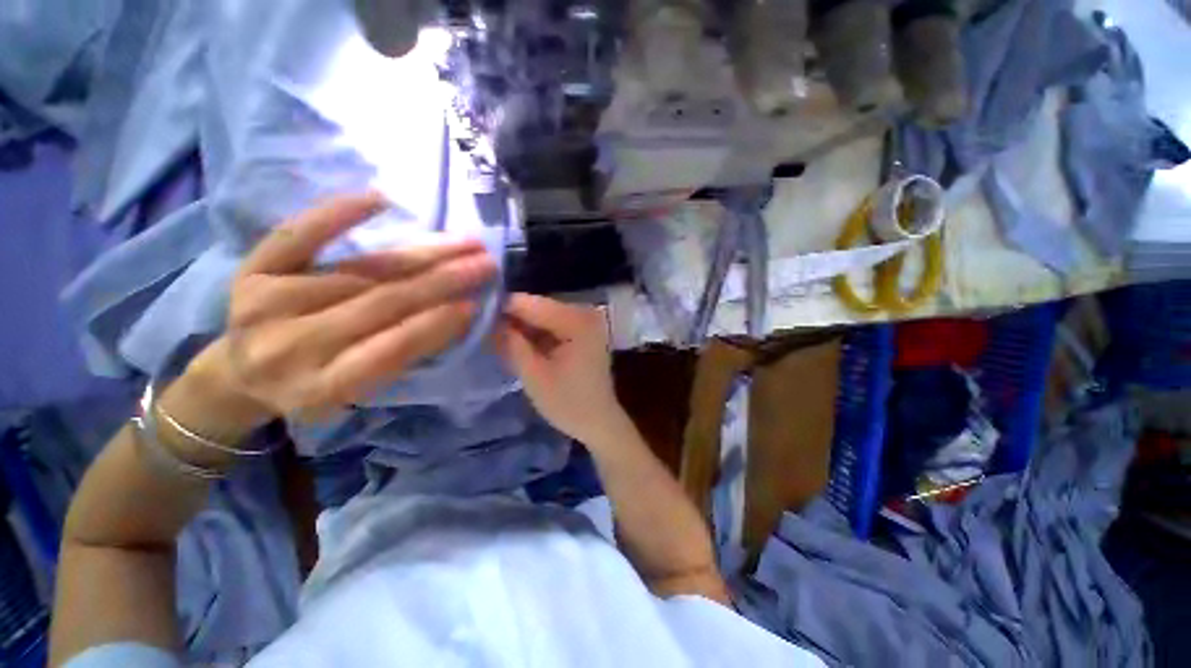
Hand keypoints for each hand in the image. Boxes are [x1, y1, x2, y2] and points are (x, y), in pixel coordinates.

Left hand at [187, 192, 495, 421]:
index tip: (476, 303)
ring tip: (463, 243)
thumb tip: (456, 313)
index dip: (437, 324)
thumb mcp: (358, 392)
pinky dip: (338, 214)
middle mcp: (291, 345)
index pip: (391, 349)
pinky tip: (380, 199)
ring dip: (420, 253)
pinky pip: (298, 234)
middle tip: (485, 263)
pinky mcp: (252, 269)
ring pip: (360, 270)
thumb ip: (401, 357)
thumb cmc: (312, 386)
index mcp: (320, 386)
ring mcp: (267, 302)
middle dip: (442, 280)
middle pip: (381, 302)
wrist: (239, 374)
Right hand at [492, 294, 629, 445]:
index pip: (532, 304)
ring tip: (500, 340)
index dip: (503, 308)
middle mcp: (585, 313)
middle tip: (486, 332)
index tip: (476, 316)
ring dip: (524, 328)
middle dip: (513, 319)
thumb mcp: (533, 375)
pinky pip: (553, 325)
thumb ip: (512, 344)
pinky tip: (521, 346)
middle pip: (539, 308)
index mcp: (577, 321)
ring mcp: (587, 322)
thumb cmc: (568, 403)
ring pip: (544, 316)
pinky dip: (537, 335)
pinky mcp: (584, 332)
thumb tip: (493, 321)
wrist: (598, 421)